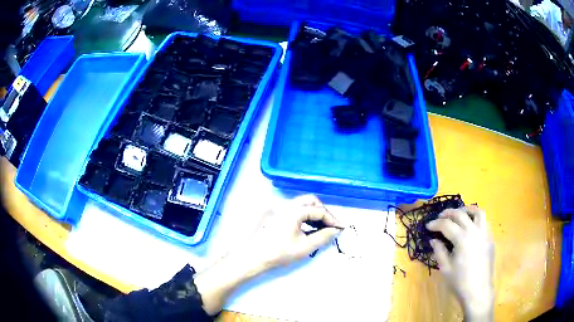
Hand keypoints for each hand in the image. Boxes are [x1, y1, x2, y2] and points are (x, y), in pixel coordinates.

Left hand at [195, 195, 340, 314]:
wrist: (252, 257)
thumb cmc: (278, 252)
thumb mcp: (304, 246)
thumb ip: (323, 236)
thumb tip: (335, 230)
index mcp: (294, 209)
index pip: (319, 210)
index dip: (332, 219)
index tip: (339, 228)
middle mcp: (286, 204)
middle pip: (310, 201)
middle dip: (322, 212)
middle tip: (329, 226)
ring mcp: (278, 207)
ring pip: (301, 205)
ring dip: (313, 213)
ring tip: (320, 228)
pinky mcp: (273, 213)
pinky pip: (293, 210)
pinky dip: (303, 216)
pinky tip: (306, 227)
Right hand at [426, 206, 494, 321]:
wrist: (478, 290)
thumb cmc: (460, 281)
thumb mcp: (445, 268)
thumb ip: (439, 251)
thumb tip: (434, 240)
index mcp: (462, 239)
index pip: (446, 225)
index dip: (435, 224)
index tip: (428, 226)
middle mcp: (474, 231)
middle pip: (461, 214)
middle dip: (448, 213)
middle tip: (440, 217)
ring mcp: (484, 233)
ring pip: (477, 212)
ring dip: (466, 210)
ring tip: (459, 213)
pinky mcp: (490, 237)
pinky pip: (485, 221)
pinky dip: (476, 218)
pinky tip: (471, 225)